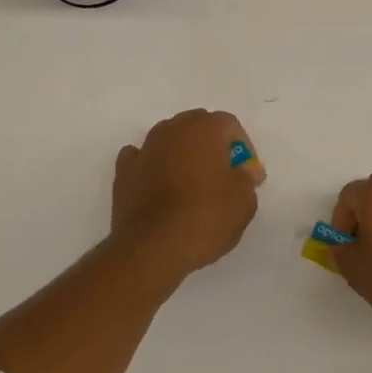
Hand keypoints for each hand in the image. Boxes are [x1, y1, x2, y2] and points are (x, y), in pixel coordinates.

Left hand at [110, 109, 265, 279]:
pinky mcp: (124, 172)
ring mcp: (145, 149)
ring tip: (190, 184)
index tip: (247, 176)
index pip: (229, 125)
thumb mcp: (244, 202)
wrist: (152, 247)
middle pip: (197, 125)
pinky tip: (159, 186)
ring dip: (181, 153)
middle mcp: (172, 130)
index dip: (243, 148)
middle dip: (211, 145)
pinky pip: (141, 158)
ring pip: (168, 139)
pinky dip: (152, 167)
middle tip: (221, 175)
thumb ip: (246, 179)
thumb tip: (242, 171)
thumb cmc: (205, 218)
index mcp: (204, 129)